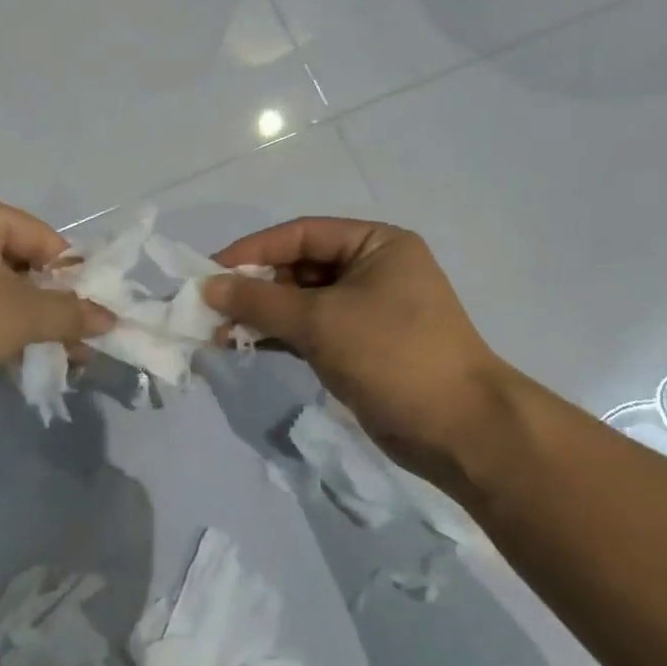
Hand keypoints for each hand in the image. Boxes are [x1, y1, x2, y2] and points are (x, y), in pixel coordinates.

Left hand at [0, 194, 112, 424]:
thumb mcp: (21, 315)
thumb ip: (70, 312)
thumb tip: (110, 319)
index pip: (43, 239)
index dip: (74, 277)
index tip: (95, 316)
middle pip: (20, 265)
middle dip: (53, 307)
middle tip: (81, 344)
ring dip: (29, 325)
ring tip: (59, 361)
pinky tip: (20, 364)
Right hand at [202, 218, 515, 498]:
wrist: (459, 430)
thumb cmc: (393, 355)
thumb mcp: (320, 321)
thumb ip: (259, 301)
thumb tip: (206, 287)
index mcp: (375, 245)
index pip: (300, 235)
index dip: (252, 250)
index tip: (208, 271)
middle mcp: (372, 269)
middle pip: (298, 267)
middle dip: (253, 288)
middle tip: (209, 308)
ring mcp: (366, 310)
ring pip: (300, 302)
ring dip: (261, 315)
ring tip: (220, 332)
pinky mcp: (359, 346)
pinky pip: (309, 330)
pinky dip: (278, 336)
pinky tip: (244, 345)